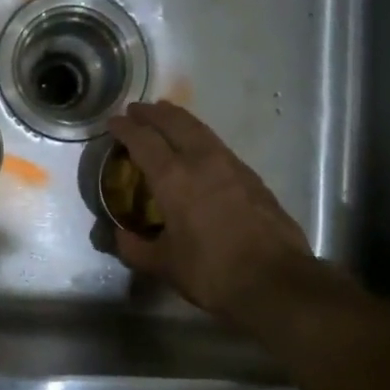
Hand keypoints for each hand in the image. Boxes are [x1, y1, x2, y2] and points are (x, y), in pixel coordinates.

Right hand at [105, 101, 314, 327]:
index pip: (144, 141)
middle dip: (153, 113)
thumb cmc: (211, 272)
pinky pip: (219, 146)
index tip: (114, 121)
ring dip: (179, 120)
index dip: (126, 129)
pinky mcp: (253, 178)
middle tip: (138, 109)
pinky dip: (201, 138)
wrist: (275, 280)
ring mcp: (232, 166)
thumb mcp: (164, 265)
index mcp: (174, 179)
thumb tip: (119, 236)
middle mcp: (202, 161)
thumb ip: (135, 248)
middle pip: (175, 123)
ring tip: (167, 117)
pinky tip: (199, 150)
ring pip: (201, 130)